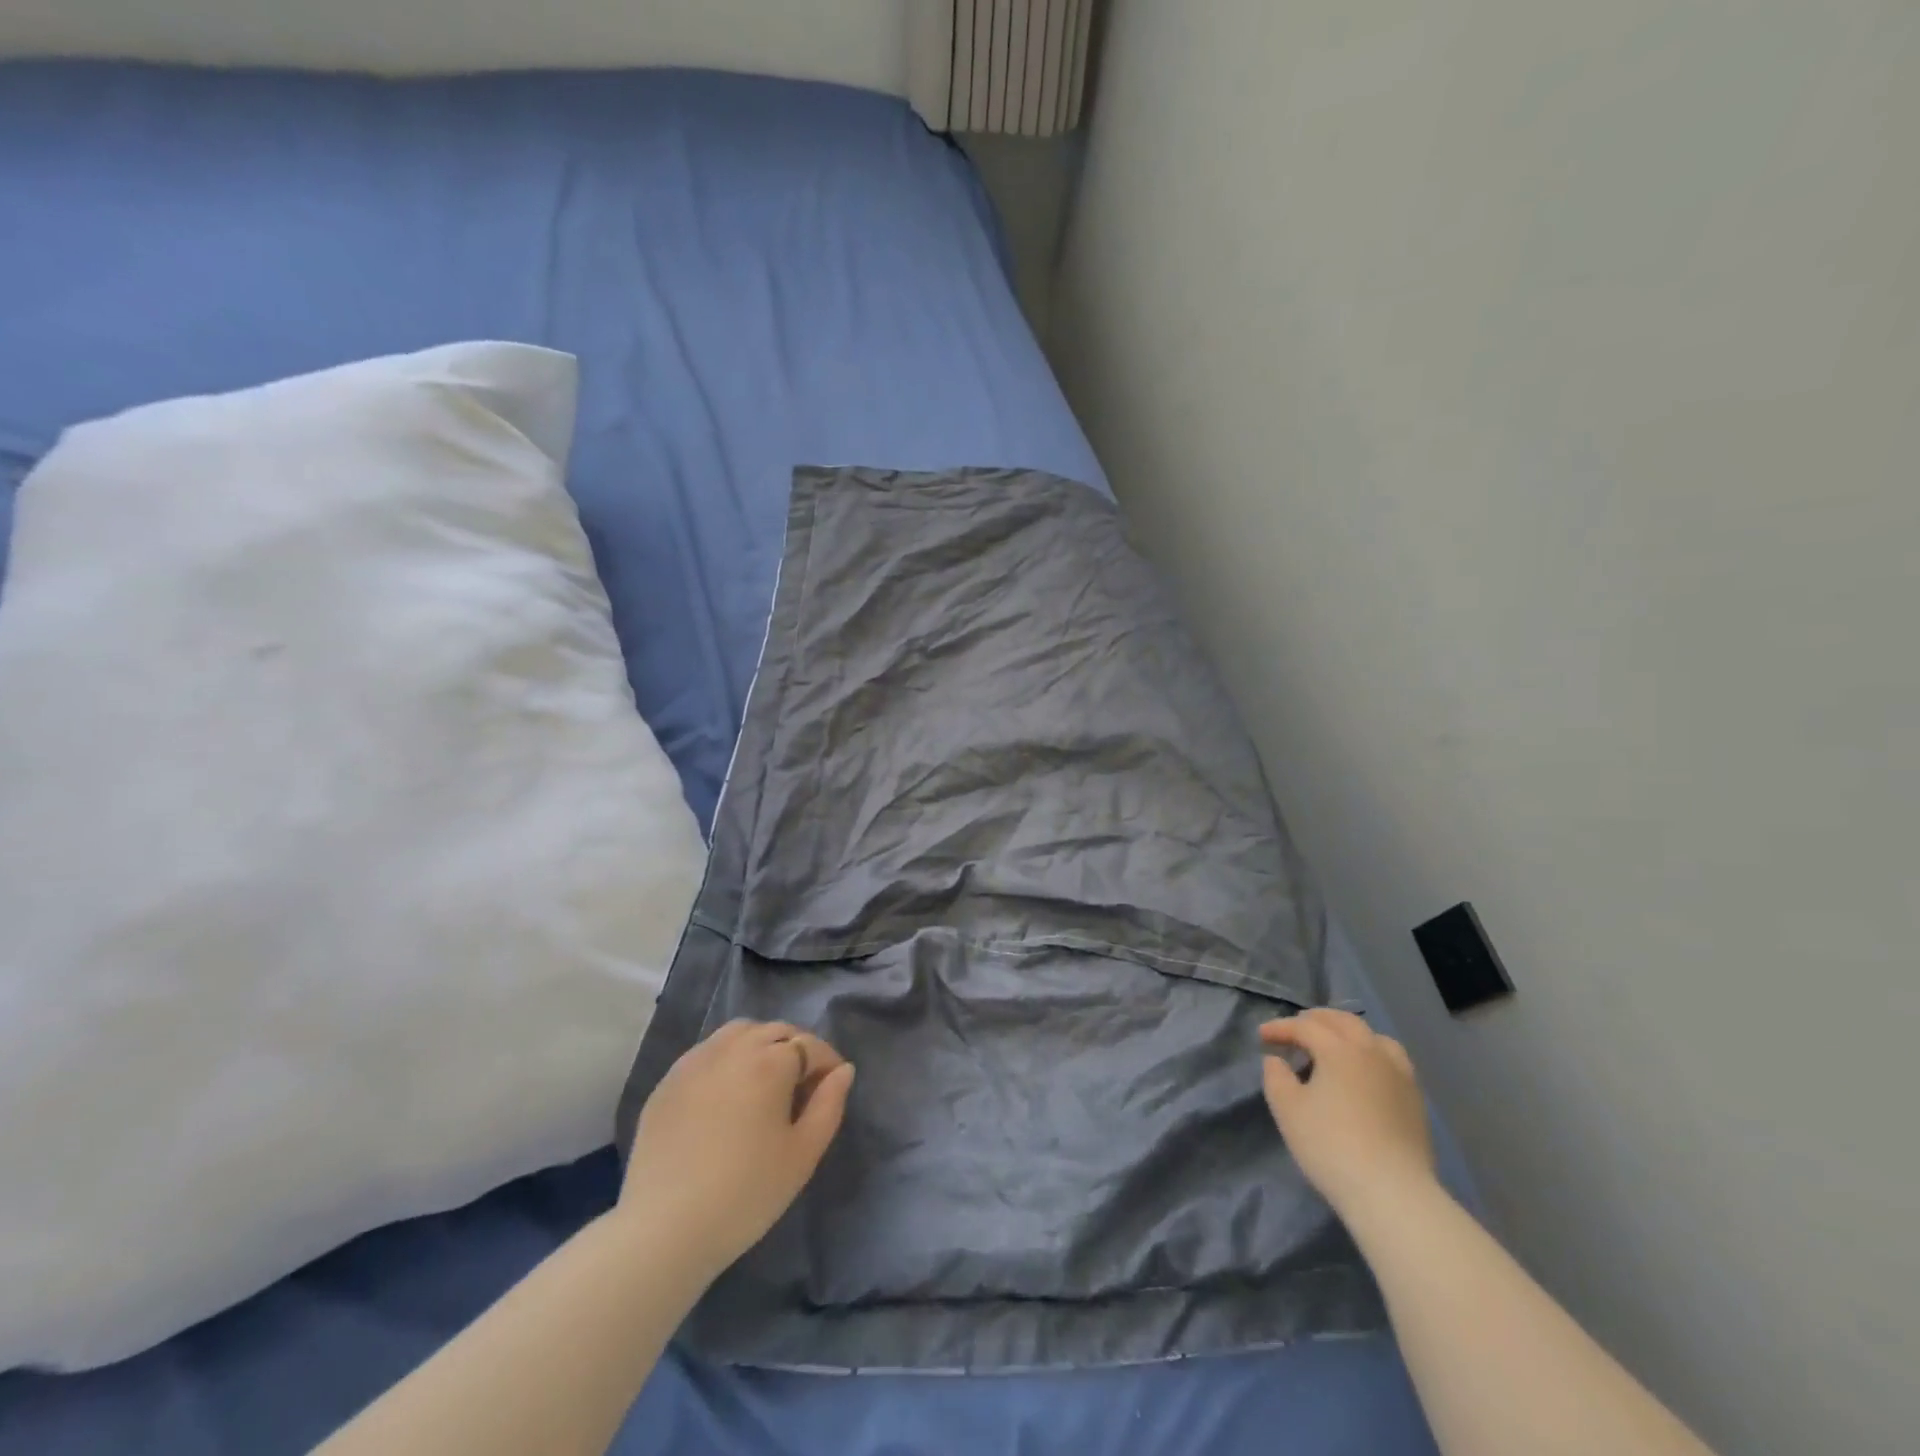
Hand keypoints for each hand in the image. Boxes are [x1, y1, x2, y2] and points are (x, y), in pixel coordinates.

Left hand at [620, 1019, 854, 1276]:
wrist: (664, 1230)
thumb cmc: (746, 1194)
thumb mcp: (803, 1155)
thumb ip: (829, 1105)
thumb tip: (843, 1070)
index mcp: (770, 1062)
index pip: (810, 1046)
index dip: (827, 1063)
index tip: (832, 1089)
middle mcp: (732, 1048)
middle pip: (775, 1031)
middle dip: (796, 1049)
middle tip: (802, 1087)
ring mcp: (695, 1061)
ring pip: (738, 1033)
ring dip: (760, 1045)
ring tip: (764, 1081)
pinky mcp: (668, 1081)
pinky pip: (707, 1051)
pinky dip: (726, 1058)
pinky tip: (726, 1093)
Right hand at [1260, 1008, 1435, 1219]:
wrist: (1392, 1193)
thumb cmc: (1331, 1145)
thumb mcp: (1288, 1109)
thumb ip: (1276, 1077)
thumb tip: (1276, 1060)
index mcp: (1339, 1049)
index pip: (1305, 1026)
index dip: (1281, 1027)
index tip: (1262, 1036)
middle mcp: (1372, 1052)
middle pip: (1343, 1021)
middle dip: (1316, 1020)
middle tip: (1296, 1030)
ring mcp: (1399, 1075)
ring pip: (1374, 1037)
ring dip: (1349, 1033)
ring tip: (1335, 1045)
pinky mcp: (1415, 1099)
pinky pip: (1392, 1060)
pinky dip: (1372, 1054)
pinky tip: (1364, 1073)